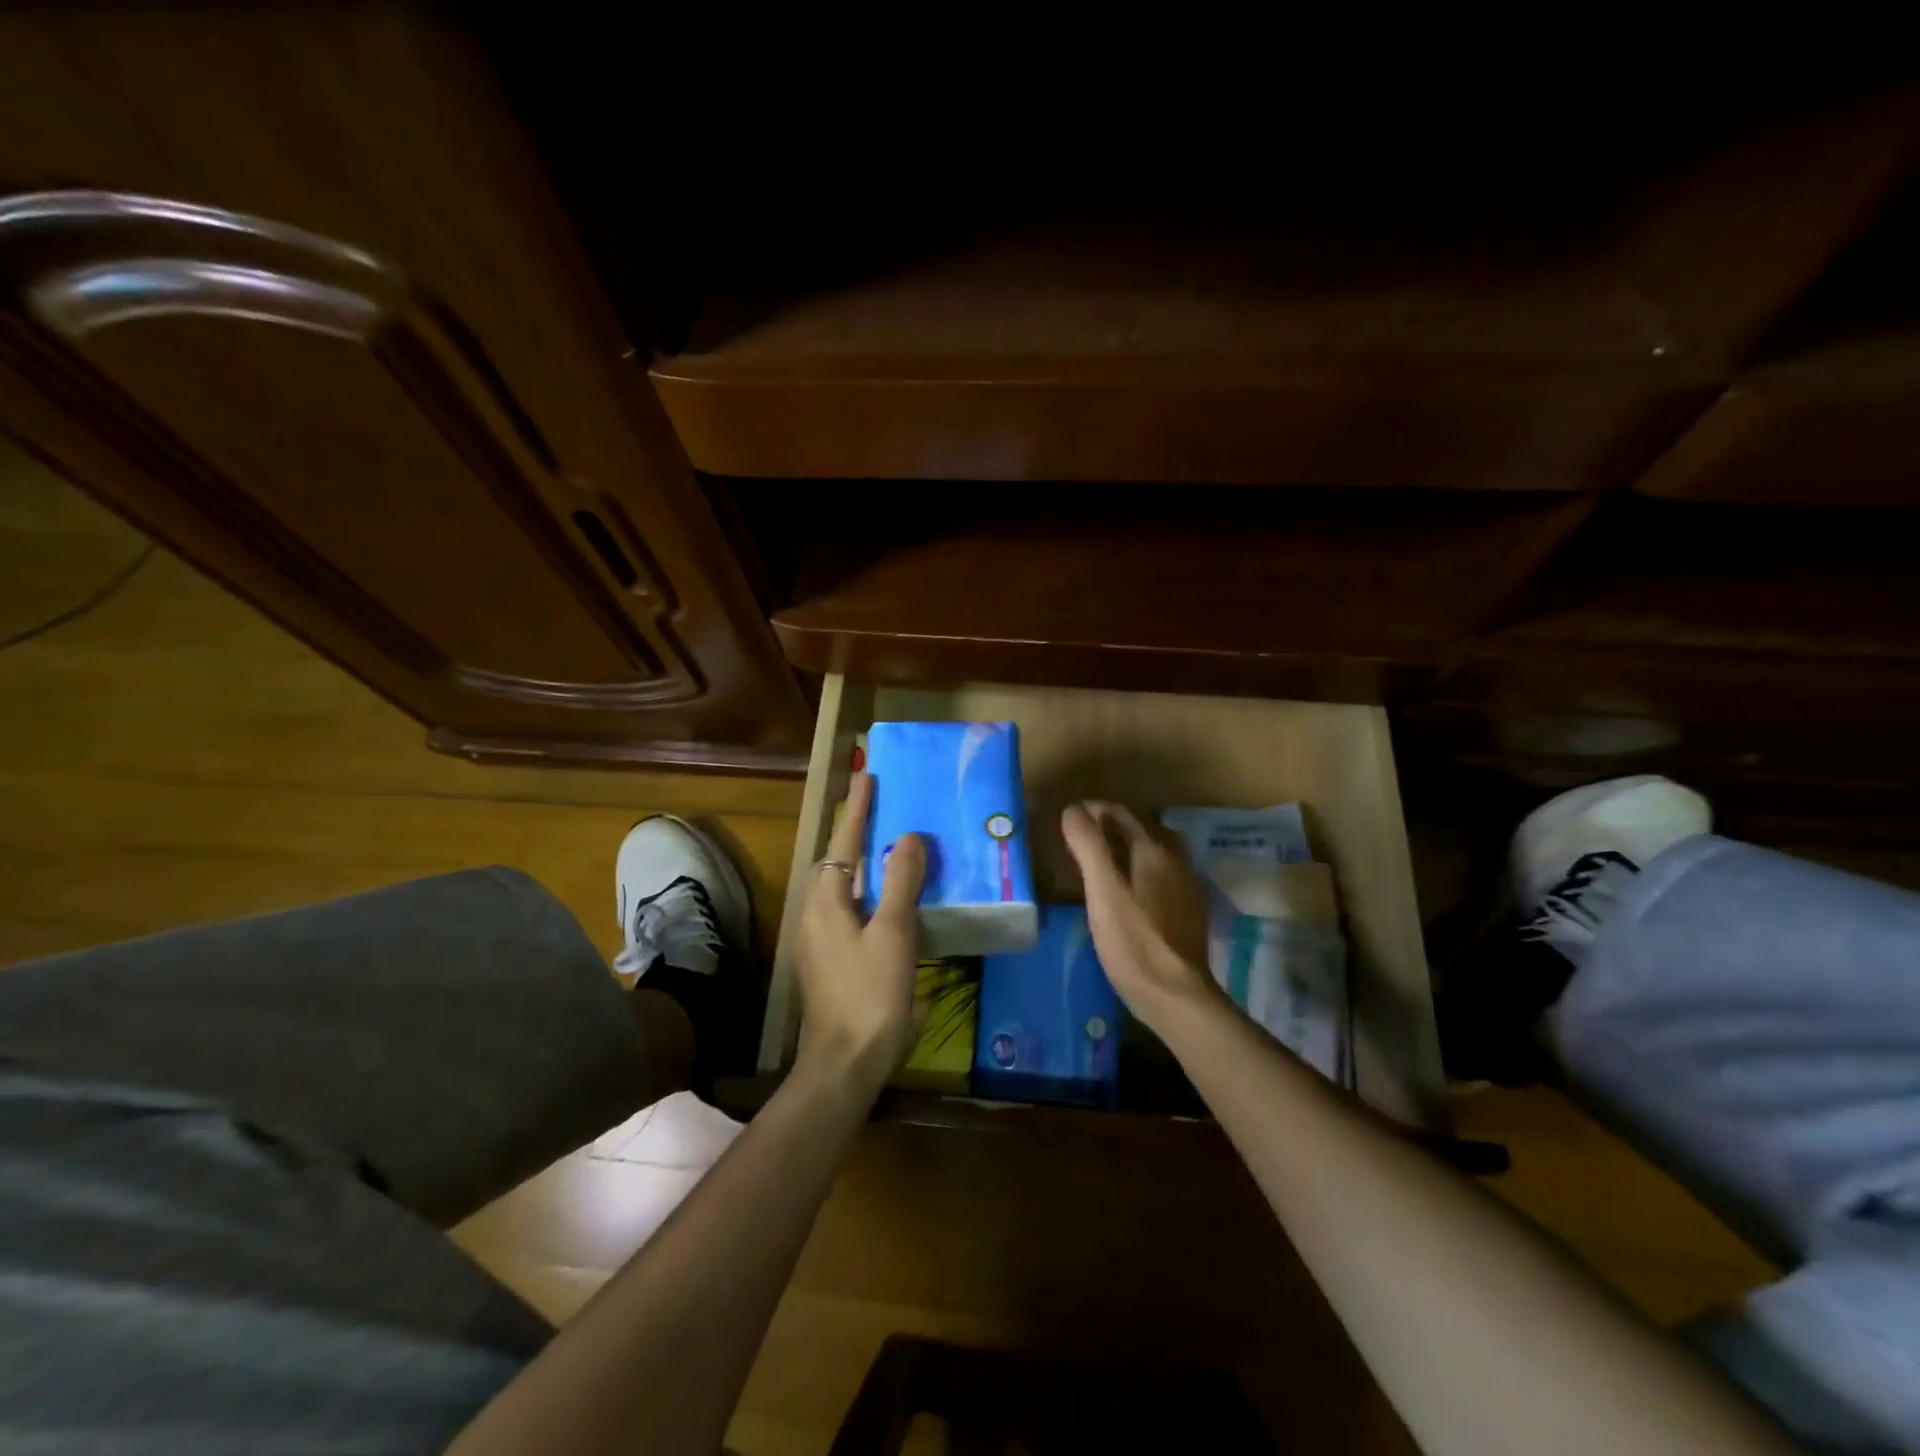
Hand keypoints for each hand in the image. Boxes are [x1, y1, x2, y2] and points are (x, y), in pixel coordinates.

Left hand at [794, 772, 925, 1090]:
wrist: (844, 1064)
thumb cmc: (870, 994)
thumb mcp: (893, 933)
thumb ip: (900, 882)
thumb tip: (907, 837)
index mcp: (826, 900)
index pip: (844, 841)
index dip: (858, 808)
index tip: (867, 775)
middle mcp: (815, 913)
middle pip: (839, 860)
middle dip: (859, 831)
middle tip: (884, 805)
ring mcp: (820, 939)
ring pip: (845, 886)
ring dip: (865, 861)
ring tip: (891, 844)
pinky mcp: (831, 959)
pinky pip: (851, 909)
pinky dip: (871, 891)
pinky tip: (892, 899)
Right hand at [1061, 801, 1222, 1030]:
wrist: (1176, 997)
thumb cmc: (1133, 942)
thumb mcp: (1102, 891)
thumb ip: (1088, 846)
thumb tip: (1073, 809)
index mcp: (1155, 851)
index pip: (1121, 814)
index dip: (1093, 810)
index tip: (1068, 820)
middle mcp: (1176, 861)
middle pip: (1142, 830)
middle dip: (1111, 828)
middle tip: (1081, 840)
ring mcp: (1187, 888)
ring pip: (1154, 854)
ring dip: (1128, 850)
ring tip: (1100, 864)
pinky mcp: (1189, 913)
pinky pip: (1162, 878)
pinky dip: (1140, 873)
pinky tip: (1127, 894)